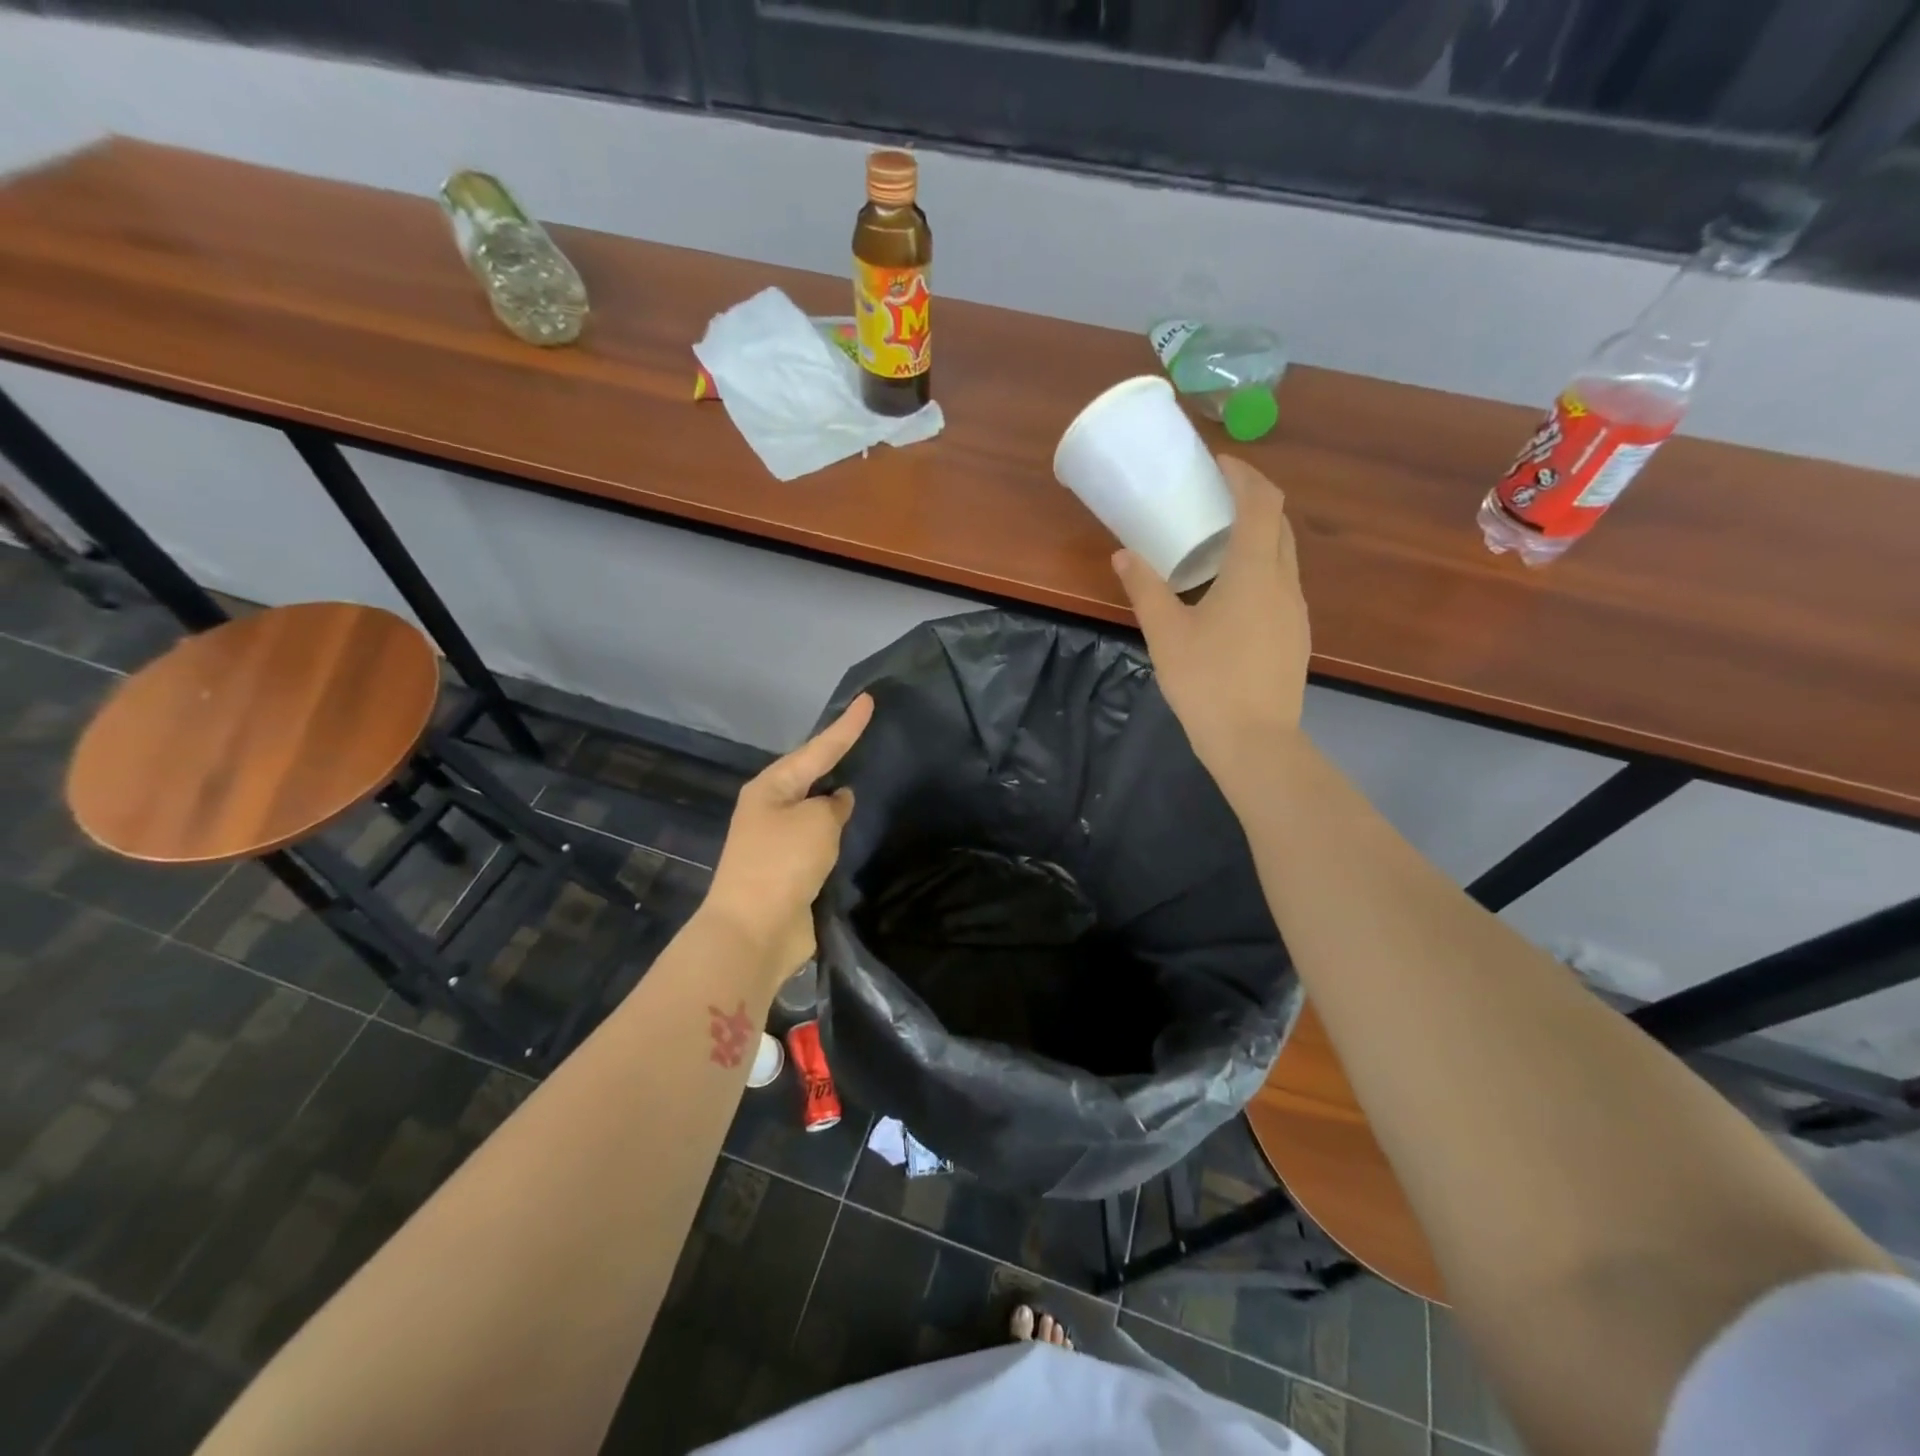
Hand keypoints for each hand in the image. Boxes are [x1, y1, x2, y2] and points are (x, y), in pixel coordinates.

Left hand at [704, 694, 873, 986]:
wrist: (754, 931)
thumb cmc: (782, 863)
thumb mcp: (817, 822)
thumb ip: (834, 806)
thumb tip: (838, 802)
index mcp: (771, 787)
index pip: (818, 748)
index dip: (846, 725)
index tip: (868, 700)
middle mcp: (771, 809)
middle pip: (812, 775)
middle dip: (838, 758)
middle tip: (868, 737)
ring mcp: (778, 842)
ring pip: (816, 810)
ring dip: (837, 800)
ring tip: (869, 779)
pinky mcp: (790, 871)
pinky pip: (820, 841)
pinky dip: (837, 834)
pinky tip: (857, 828)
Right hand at [1113, 456, 1309, 791]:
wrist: (1255, 742)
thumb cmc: (1207, 682)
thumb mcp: (1166, 634)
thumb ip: (1145, 588)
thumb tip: (1123, 554)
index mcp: (1255, 572)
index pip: (1262, 502)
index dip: (1244, 475)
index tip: (1217, 465)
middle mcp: (1284, 582)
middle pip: (1278, 523)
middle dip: (1251, 500)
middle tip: (1213, 499)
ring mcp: (1295, 610)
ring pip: (1283, 554)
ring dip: (1257, 535)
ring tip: (1217, 543)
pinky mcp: (1295, 635)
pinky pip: (1281, 583)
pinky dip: (1260, 566)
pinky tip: (1231, 592)